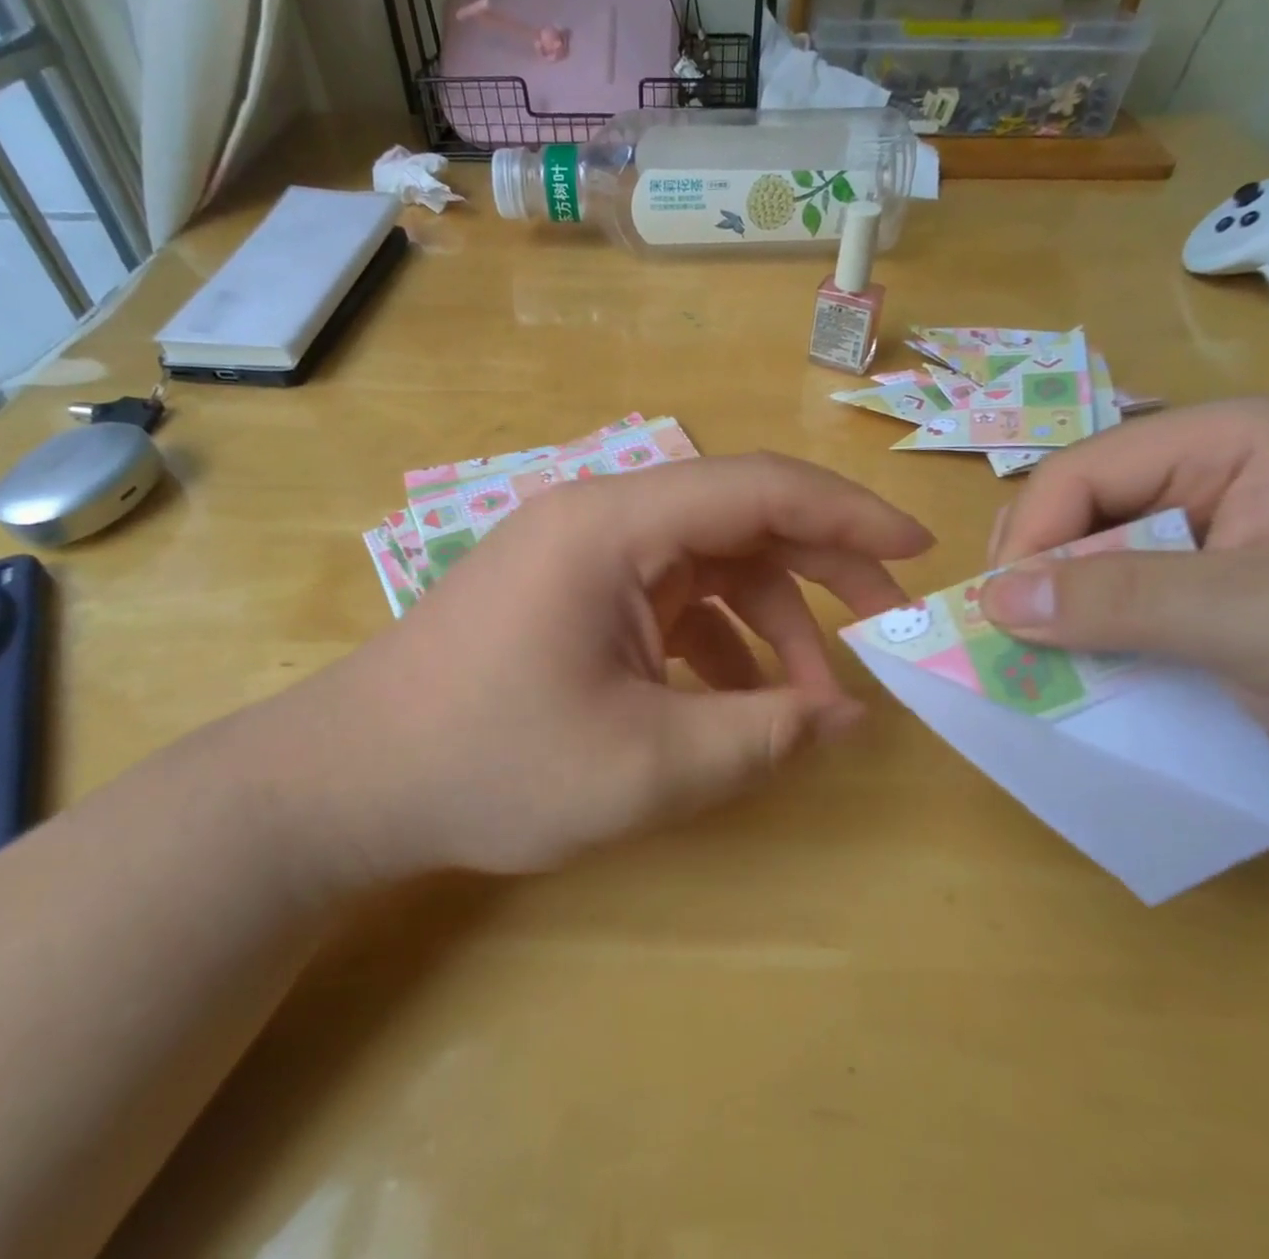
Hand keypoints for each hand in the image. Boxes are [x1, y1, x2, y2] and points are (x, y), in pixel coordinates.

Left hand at [255, 454, 931, 886]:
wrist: (352, 781)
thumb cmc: (489, 765)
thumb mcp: (644, 767)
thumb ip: (760, 738)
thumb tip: (848, 719)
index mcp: (614, 525)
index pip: (757, 487)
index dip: (848, 514)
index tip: (916, 553)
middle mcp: (602, 518)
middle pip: (739, 518)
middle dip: (822, 569)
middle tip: (886, 626)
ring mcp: (584, 554)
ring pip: (709, 565)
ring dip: (769, 623)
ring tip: (808, 703)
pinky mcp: (573, 592)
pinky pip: (670, 599)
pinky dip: (717, 641)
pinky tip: (735, 701)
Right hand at [976, 398, 1268, 798]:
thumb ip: (1130, 601)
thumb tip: (993, 601)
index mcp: (1224, 442)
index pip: (1080, 473)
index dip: (1030, 539)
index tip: (1003, 618)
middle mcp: (1201, 473)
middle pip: (1071, 510)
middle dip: (1037, 575)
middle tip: (1020, 643)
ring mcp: (1200, 531)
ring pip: (1082, 555)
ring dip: (1055, 608)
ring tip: (1046, 661)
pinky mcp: (1200, 585)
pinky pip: (1112, 596)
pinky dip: (1085, 632)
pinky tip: (1084, 667)